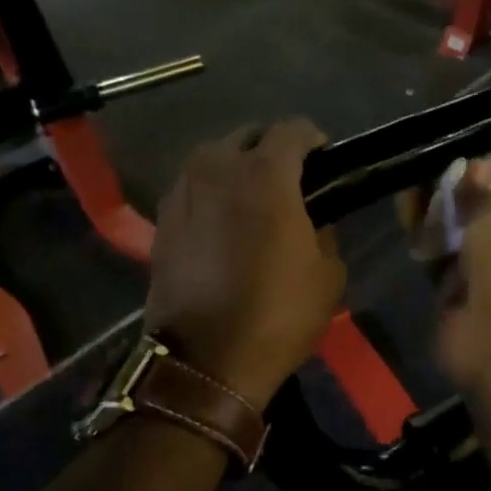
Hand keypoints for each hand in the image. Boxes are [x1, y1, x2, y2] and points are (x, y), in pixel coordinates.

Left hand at [145, 120, 345, 406]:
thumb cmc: (278, 314)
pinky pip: (192, 187)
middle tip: (289, 179)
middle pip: (247, 136)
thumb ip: (324, 232)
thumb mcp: (328, 274)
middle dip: (271, 149)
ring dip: (235, 167)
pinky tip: (222, 220)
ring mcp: (183, 192)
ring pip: (212, 158)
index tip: (324, 159)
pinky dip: (210, 192)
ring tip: (252, 197)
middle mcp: (218, 169)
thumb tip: (312, 222)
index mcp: (266, 175)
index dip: (314, 139)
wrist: (206, 361)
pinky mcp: (162, 220)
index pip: (293, 130)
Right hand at [433, 157, 490, 403]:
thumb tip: (478, 164)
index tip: (446, 166)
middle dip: (450, 200)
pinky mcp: (465, 309)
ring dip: (435, 227)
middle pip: (481, 218)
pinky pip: (443, 272)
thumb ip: (484, 190)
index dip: (478, 176)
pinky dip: (429, 258)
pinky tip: (413, 240)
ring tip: (408, 206)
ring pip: (459, 244)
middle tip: (419, 185)